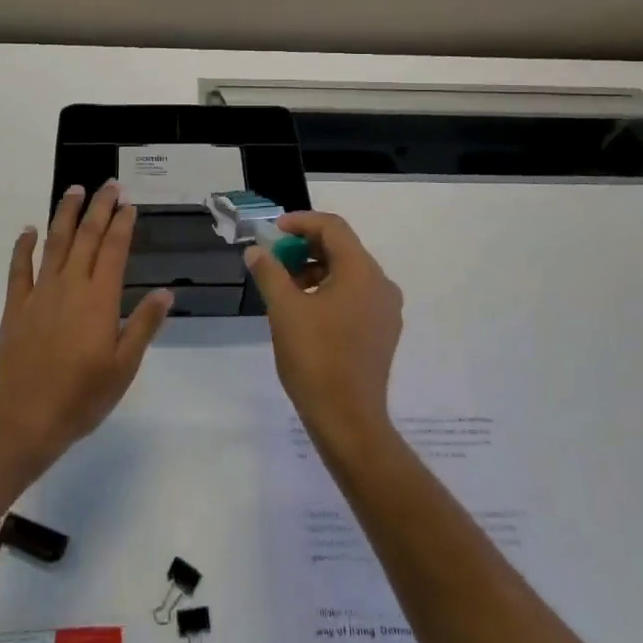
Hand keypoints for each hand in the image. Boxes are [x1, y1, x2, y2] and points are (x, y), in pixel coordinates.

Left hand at [0, 181, 170, 465]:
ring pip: (54, 243)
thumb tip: (166, 291)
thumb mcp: (124, 366)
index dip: (123, 224)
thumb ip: (143, 325)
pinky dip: (24, 246)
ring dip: (65, 214)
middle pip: (86, 237)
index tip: (130, 204)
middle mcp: (70, 286)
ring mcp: (40, 294)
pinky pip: (19, 269)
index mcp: (99, 299)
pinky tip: (29, 230)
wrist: (25, 419)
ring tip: (74, 190)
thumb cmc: (82, 397)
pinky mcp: (15, 307)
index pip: (114, 250)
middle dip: (100, 208)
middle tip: (109, 185)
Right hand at [245, 212, 402, 453]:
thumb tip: (257, 251)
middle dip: (306, 247)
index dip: (300, 222)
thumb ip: (269, 272)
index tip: (273, 231)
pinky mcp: (383, 331)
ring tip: (285, 286)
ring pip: (349, 273)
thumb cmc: (315, 358)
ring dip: (316, 269)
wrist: (348, 420)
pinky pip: (356, 295)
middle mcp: (381, 283)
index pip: (332, 227)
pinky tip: (306, 310)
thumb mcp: (284, 310)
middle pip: (342, 248)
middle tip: (275, 257)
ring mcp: (386, 309)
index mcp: (361, 271)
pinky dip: (330, 290)